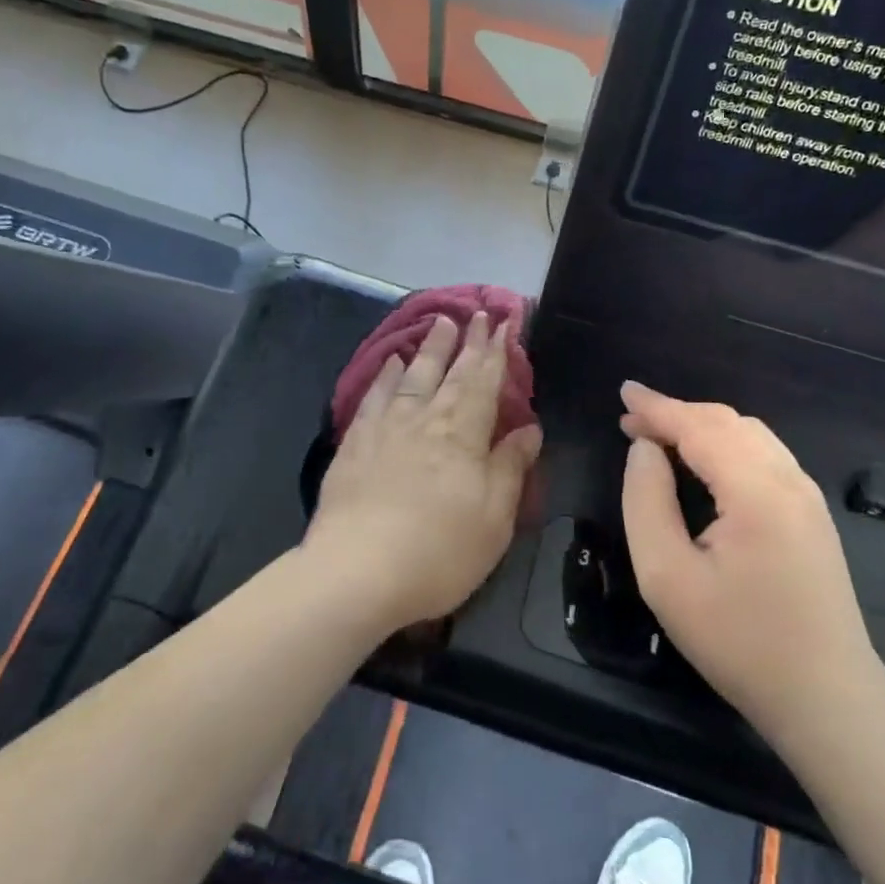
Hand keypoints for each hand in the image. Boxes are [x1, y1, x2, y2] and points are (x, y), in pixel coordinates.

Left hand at [307, 313, 542, 631]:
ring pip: (412, 376)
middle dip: (466, 341)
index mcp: (463, 434)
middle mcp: (425, 419)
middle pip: (450, 372)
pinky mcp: (355, 443)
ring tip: (438, 323)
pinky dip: (385, 376)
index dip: (495, 352)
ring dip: (429, 348)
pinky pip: (374, 396)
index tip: (502, 323)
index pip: (484, 382)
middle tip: (474, 313)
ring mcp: (386, 428)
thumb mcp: (494, 518)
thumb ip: (510, 467)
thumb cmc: (439, 551)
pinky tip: (391, 364)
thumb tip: (529, 427)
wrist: (357, 570)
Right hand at [618, 383, 877, 731]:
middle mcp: (789, 481)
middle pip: (727, 422)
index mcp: (756, 492)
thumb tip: (645, 450)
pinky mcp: (812, 515)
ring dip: (702, 426)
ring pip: (750, 434)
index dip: (657, 407)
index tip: (622, 392)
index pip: (699, 427)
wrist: (826, 698)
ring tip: (659, 437)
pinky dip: (725, 444)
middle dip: (676, 413)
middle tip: (631, 422)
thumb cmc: (737, 641)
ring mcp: (807, 497)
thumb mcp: (667, 577)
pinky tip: (703, 462)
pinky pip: (764, 455)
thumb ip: (647, 501)